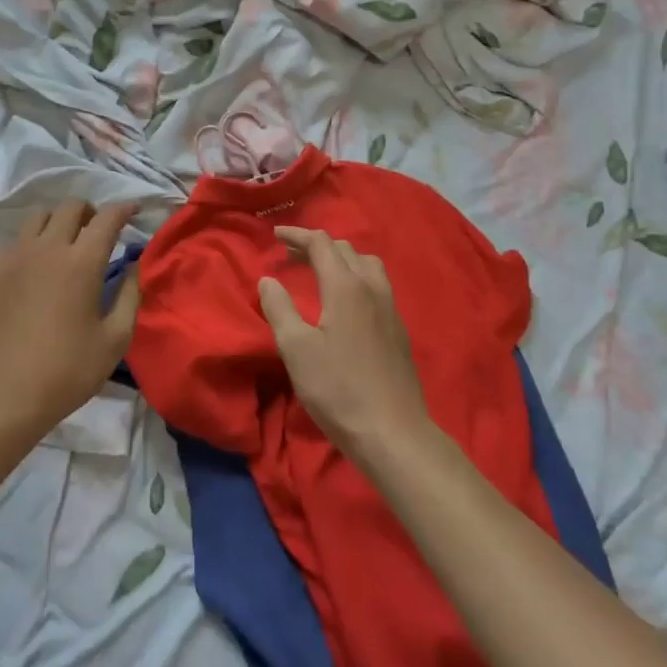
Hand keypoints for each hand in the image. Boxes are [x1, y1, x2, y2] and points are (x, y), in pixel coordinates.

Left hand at [0, 200, 139, 447]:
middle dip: (89, 211)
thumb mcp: (114, 340)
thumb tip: (132, 267)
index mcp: (81, 263)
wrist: (0, 399)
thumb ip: (129, 296)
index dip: (123, 209)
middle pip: (69, 207)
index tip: (133, 210)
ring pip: (36, 218)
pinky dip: (26, 248)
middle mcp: (46, 249)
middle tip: (97, 230)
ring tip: (63, 245)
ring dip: (56, 223)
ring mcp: (11, 259)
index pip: (106, 218)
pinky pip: (10, 245)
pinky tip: (29, 272)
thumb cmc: (66, 372)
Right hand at [258, 226, 431, 457]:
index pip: (321, 244)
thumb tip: (268, 280)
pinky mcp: (398, 329)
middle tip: (291, 256)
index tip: (276, 235)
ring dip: (341, 260)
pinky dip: (355, 277)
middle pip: (345, 250)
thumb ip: (279, 309)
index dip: (297, 235)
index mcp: (346, 287)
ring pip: (366, 265)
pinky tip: (345, 302)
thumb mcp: (296, 349)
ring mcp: (390, 308)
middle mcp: (372, 288)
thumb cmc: (338, 389)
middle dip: (316, 246)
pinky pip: (376, 285)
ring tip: (320, 272)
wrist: (392, 431)